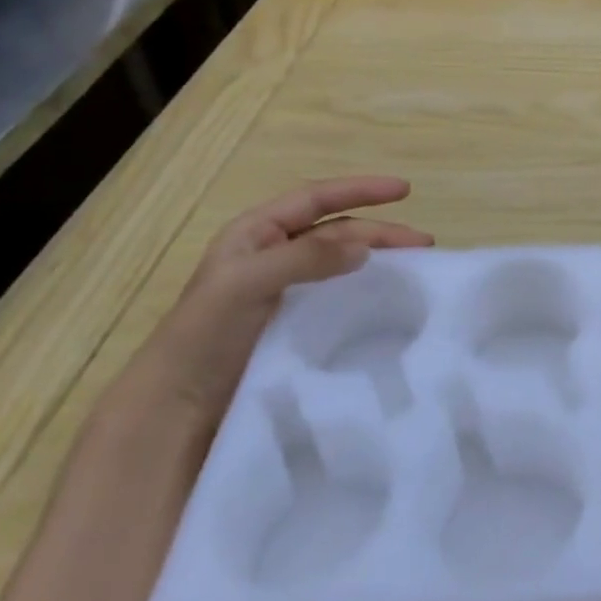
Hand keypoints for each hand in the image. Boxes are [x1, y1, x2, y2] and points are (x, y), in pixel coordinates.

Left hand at [136, 176, 432, 419]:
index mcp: (256, 233)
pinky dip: (366, 292)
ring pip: (342, 263)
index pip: (316, 198)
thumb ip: (304, 258)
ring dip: (378, 260)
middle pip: (338, 231)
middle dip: (380, 231)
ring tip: (416, 269)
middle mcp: (273, 255)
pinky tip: (388, 301)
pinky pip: (339, 296)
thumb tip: (365, 247)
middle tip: (424, 243)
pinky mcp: (295, 325)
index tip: (405, 190)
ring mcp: (285, 291)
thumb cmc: (204, 335)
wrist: (176, 410)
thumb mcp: (246, 283)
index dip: (361, 190)